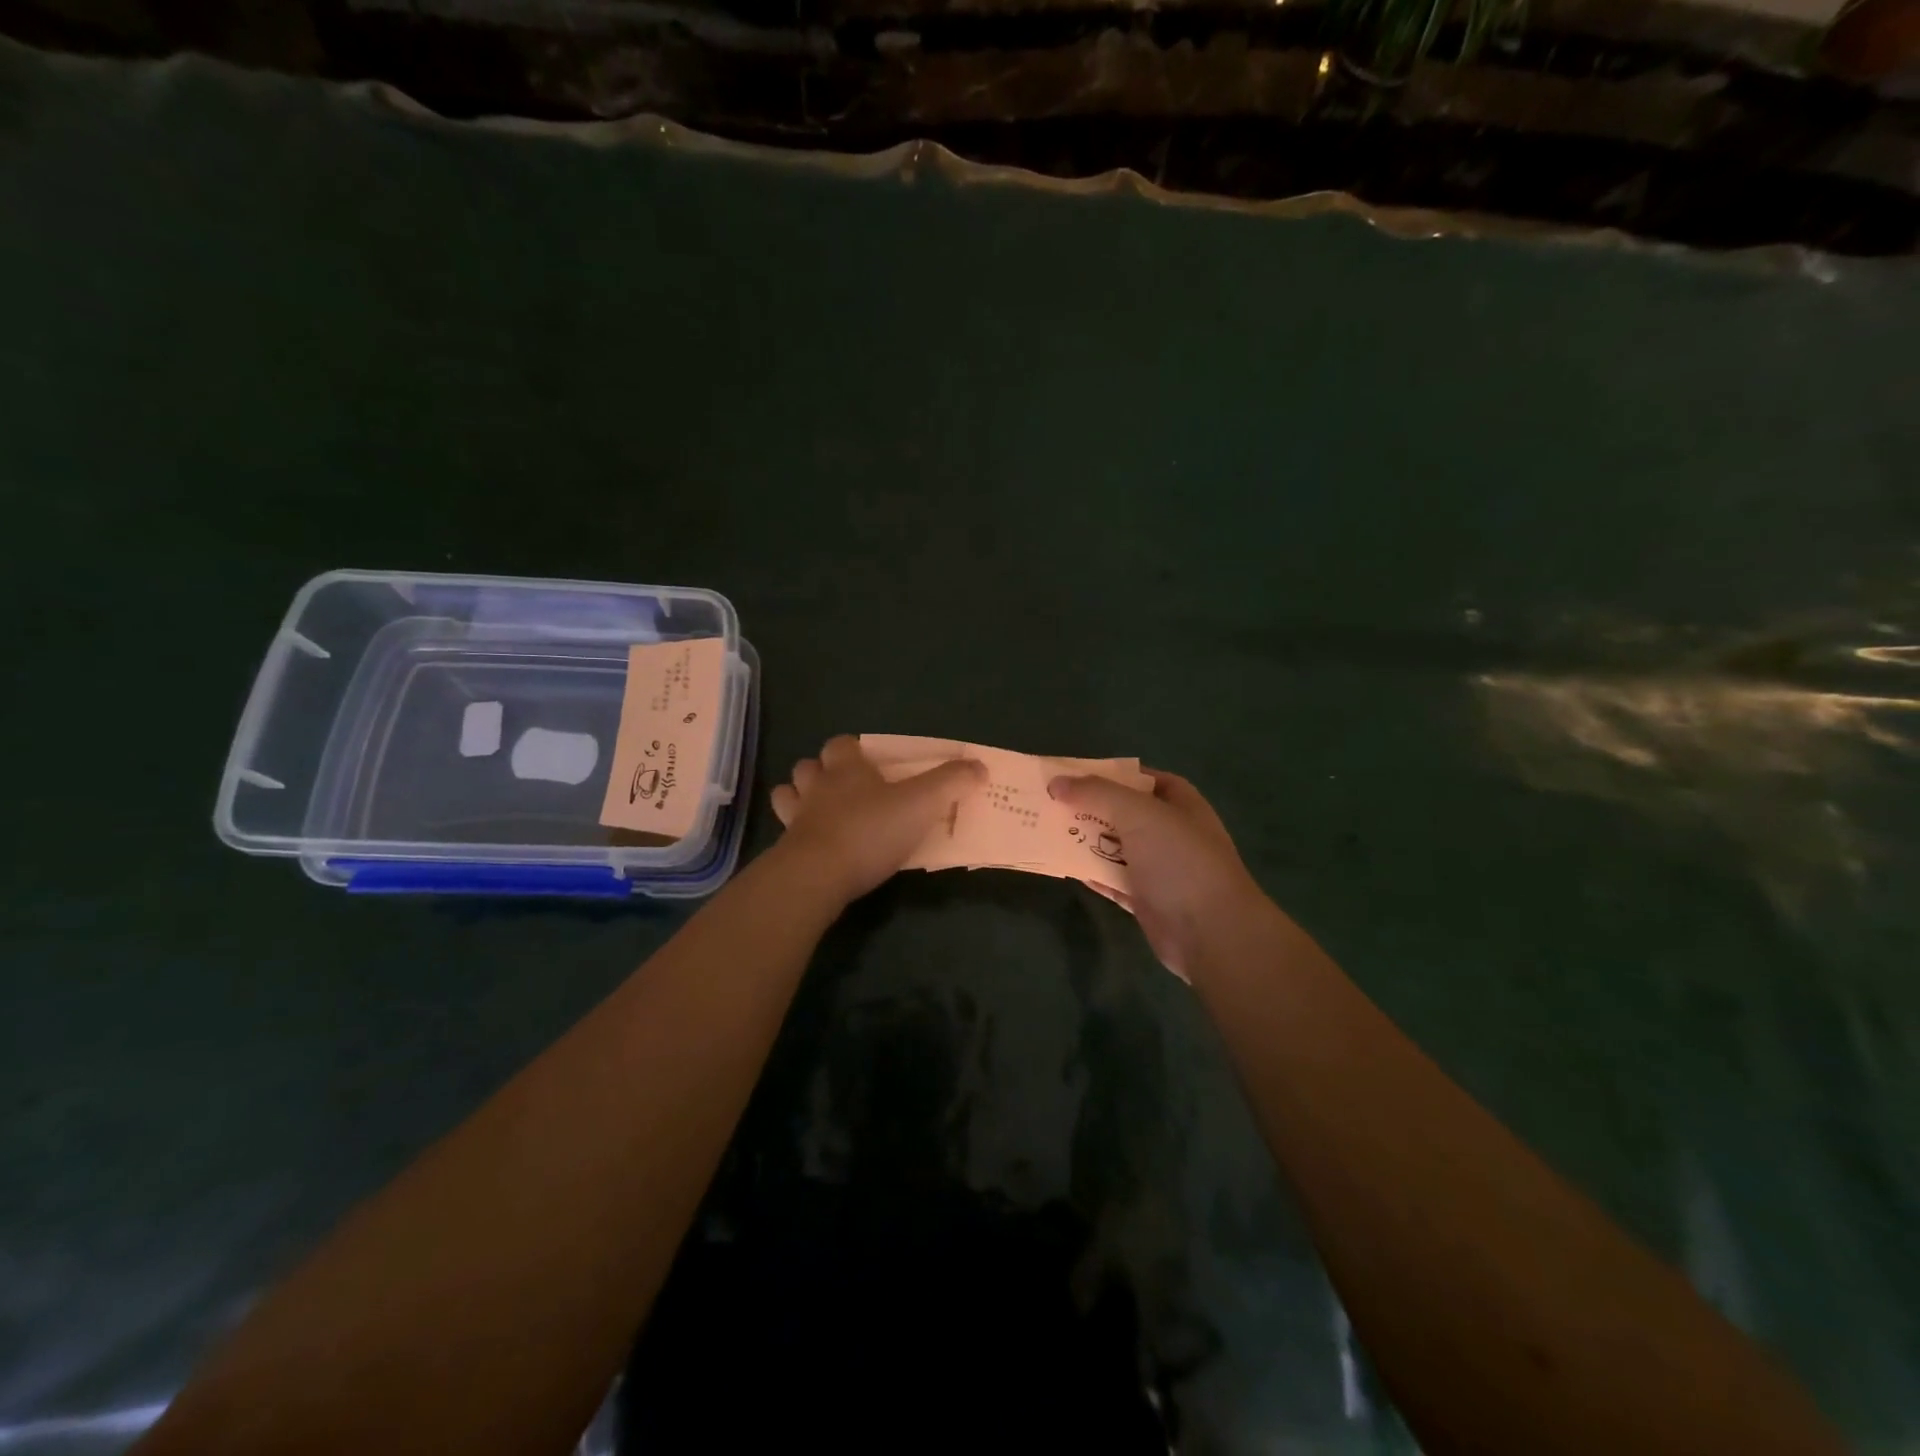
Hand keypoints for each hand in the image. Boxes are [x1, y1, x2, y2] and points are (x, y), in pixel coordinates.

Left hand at [770, 735, 986, 903]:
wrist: (818, 875)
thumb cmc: (871, 830)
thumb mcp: (922, 804)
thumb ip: (951, 783)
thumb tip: (979, 766)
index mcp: (846, 768)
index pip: (841, 745)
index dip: (852, 750)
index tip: (869, 762)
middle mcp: (816, 786)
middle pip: (809, 766)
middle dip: (821, 772)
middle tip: (845, 788)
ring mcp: (796, 818)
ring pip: (789, 795)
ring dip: (801, 799)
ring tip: (822, 813)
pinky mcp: (786, 850)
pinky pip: (786, 833)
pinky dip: (797, 834)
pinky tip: (814, 846)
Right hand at [1047, 769, 1264, 981]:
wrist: (1211, 932)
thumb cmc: (1179, 860)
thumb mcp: (1138, 813)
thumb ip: (1097, 793)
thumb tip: (1056, 783)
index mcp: (1179, 803)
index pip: (1141, 778)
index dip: (1109, 774)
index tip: (1072, 774)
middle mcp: (1170, 831)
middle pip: (1123, 812)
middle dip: (1088, 807)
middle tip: (1048, 802)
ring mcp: (1158, 868)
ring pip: (1114, 846)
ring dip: (1084, 840)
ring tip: (1045, 829)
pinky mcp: (1146, 899)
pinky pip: (1111, 879)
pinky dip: (1090, 871)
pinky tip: (1062, 865)